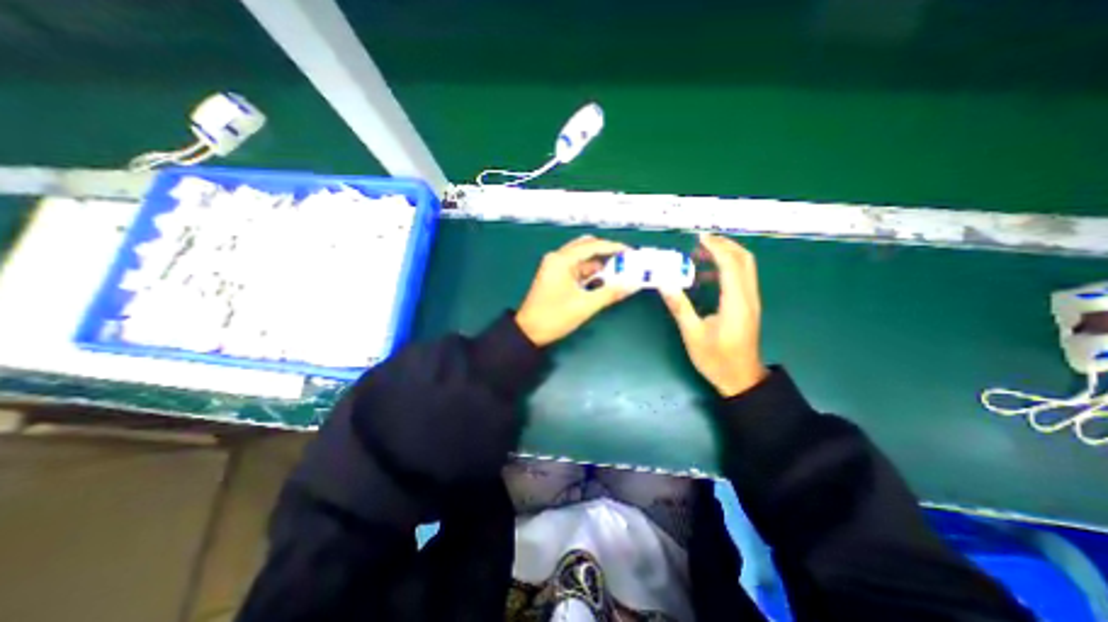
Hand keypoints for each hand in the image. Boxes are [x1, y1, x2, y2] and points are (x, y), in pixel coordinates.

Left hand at [516, 236, 635, 345]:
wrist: (529, 332)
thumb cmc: (554, 317)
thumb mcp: (585, 306)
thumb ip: (610, 293)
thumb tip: (631, 284)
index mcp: (561, 260)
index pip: (592, 246)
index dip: (613, 247)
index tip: (630, 252)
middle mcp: (557, 258)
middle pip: (586, 248)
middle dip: (606, 254)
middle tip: (624, 261)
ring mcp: (555, 267)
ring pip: (582, 259)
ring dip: (598, 266)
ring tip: (617, 273)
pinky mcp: (555, 277)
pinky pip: (576, 269)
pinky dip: (589, 274)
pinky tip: (601, 282)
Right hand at [662, 234, 767, 398]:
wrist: (741, 379)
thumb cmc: (716, 359)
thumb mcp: (693, 335)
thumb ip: (680, 307)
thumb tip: (664, 283)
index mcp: (736, 303)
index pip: (730, 265)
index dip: (716, 248)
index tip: (698, 238)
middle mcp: (748, 297)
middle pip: (744, 259)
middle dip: (724, 245)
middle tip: (701, 241)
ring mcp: (751, 301)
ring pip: (745, 267)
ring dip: (726, 255)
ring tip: (701, 253)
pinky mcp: (748, 306)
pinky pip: (741, 278)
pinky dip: (727, 268)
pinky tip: (708, 274)